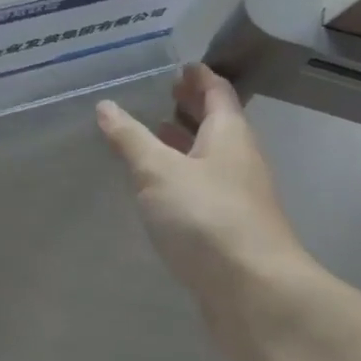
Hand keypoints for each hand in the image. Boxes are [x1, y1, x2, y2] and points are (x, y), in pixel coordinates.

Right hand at [96, 63, 317, 354]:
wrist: (254, 295)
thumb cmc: (207, 218)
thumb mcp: (158, 171)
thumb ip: (130, 139)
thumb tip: (106, 106)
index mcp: (229, 134)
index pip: (217, 91)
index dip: (198, 75)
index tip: (177, 65)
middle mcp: (238, 159)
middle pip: (216, 123)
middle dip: (190, 106)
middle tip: (160, 94)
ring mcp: (238, 197)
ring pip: (209, 157)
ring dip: (184, 143)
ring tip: (152, 134)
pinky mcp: (229, 229)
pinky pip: (203, 188)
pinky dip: (182, 176)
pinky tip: (159, 188)